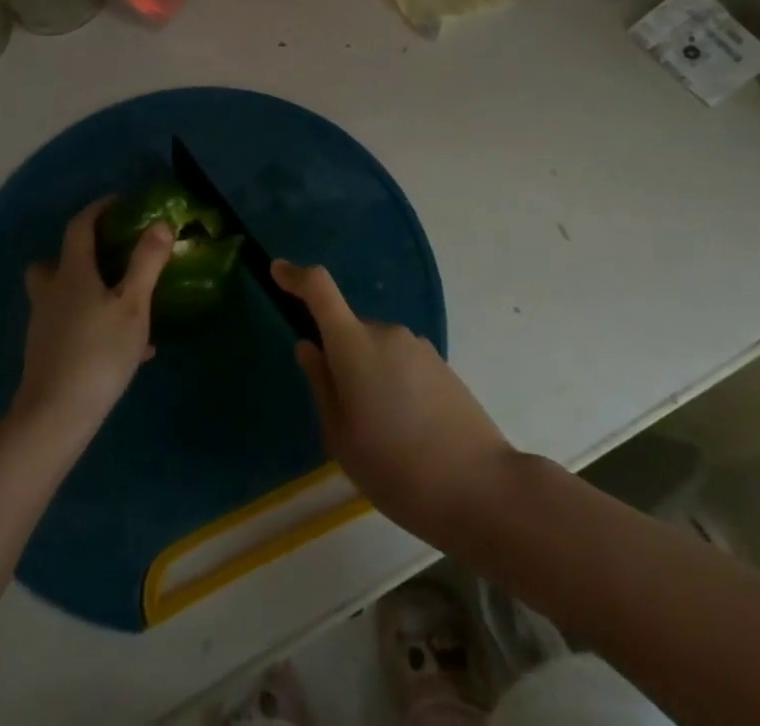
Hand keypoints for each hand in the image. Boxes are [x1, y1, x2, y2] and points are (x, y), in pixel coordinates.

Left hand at [11, 198, 170, 446]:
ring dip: (86, 292)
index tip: (118, 203)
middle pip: (52, 263)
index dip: (97, 210)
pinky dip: (92, 326)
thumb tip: (159, 224)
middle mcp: (52, 294)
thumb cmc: (98, 353)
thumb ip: (146, 263)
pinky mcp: (46, 355)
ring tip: (124, 304)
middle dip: (76, 254)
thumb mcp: (133, 305)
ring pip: (61, 297)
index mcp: (72, 274)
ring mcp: (44, 326)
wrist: (54, 418)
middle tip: (107, 257)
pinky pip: (70, 327)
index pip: (79, 228)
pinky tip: (126, 349)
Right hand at [275, 260, 515, 547]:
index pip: (320, 289)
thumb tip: (309, 347)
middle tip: (345, 417)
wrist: (482, 489)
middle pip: (348, 329)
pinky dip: (393, 384)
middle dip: (339, 359)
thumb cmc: (397, 469)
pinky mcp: (441, 364)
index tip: (277, 271)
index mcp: (354, 345)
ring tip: (381, 436)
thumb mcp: (342, 438)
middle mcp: (386, 333)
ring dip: (368, 375)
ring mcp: (418, 346)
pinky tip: (408, 433)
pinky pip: (401, 362)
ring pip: (375, 349)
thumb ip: (321, 385)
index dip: (296, 276)